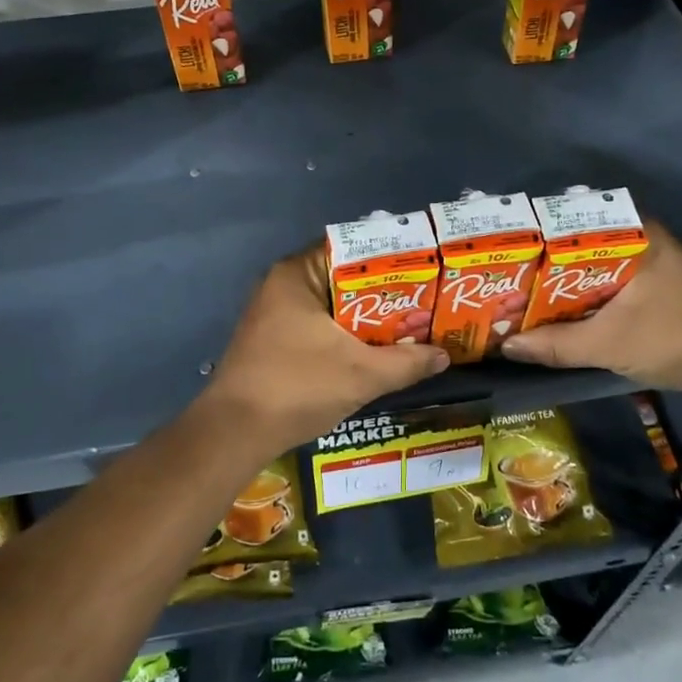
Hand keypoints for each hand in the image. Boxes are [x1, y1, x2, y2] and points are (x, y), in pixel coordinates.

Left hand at [195, 245, 449, 456]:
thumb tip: (445, 355)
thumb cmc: (298, 386)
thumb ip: (407, 362)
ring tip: (410, 325)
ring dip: (366, 318)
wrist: (235, 433)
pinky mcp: (273, 340)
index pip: (351, 248)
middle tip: (425, 300)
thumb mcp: (362, 374)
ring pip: (332, 306)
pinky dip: (345, 334)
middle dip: (384, 293)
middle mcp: (282, 285)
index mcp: (297, 274)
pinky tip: (375, 350)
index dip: (390, 258)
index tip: (423, 269)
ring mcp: (274, 314)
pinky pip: (319, 325)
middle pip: (344, 278)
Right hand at [500, 222, 681, 392]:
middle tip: (514, 269)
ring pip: (600, 261)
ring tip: (530, 287)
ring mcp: (657, 261)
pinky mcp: (663, 284)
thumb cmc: (671, 338)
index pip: (578, 217)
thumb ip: (556, 344)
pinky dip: (590, 288)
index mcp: (636, 235)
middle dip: (550, 257)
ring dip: (570, 276)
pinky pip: (614, 277)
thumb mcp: (606, 343)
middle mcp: (647, 238)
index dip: (542, 231)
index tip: (513, 243)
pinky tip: (566, 305)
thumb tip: (507, 346)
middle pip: (585, 241)